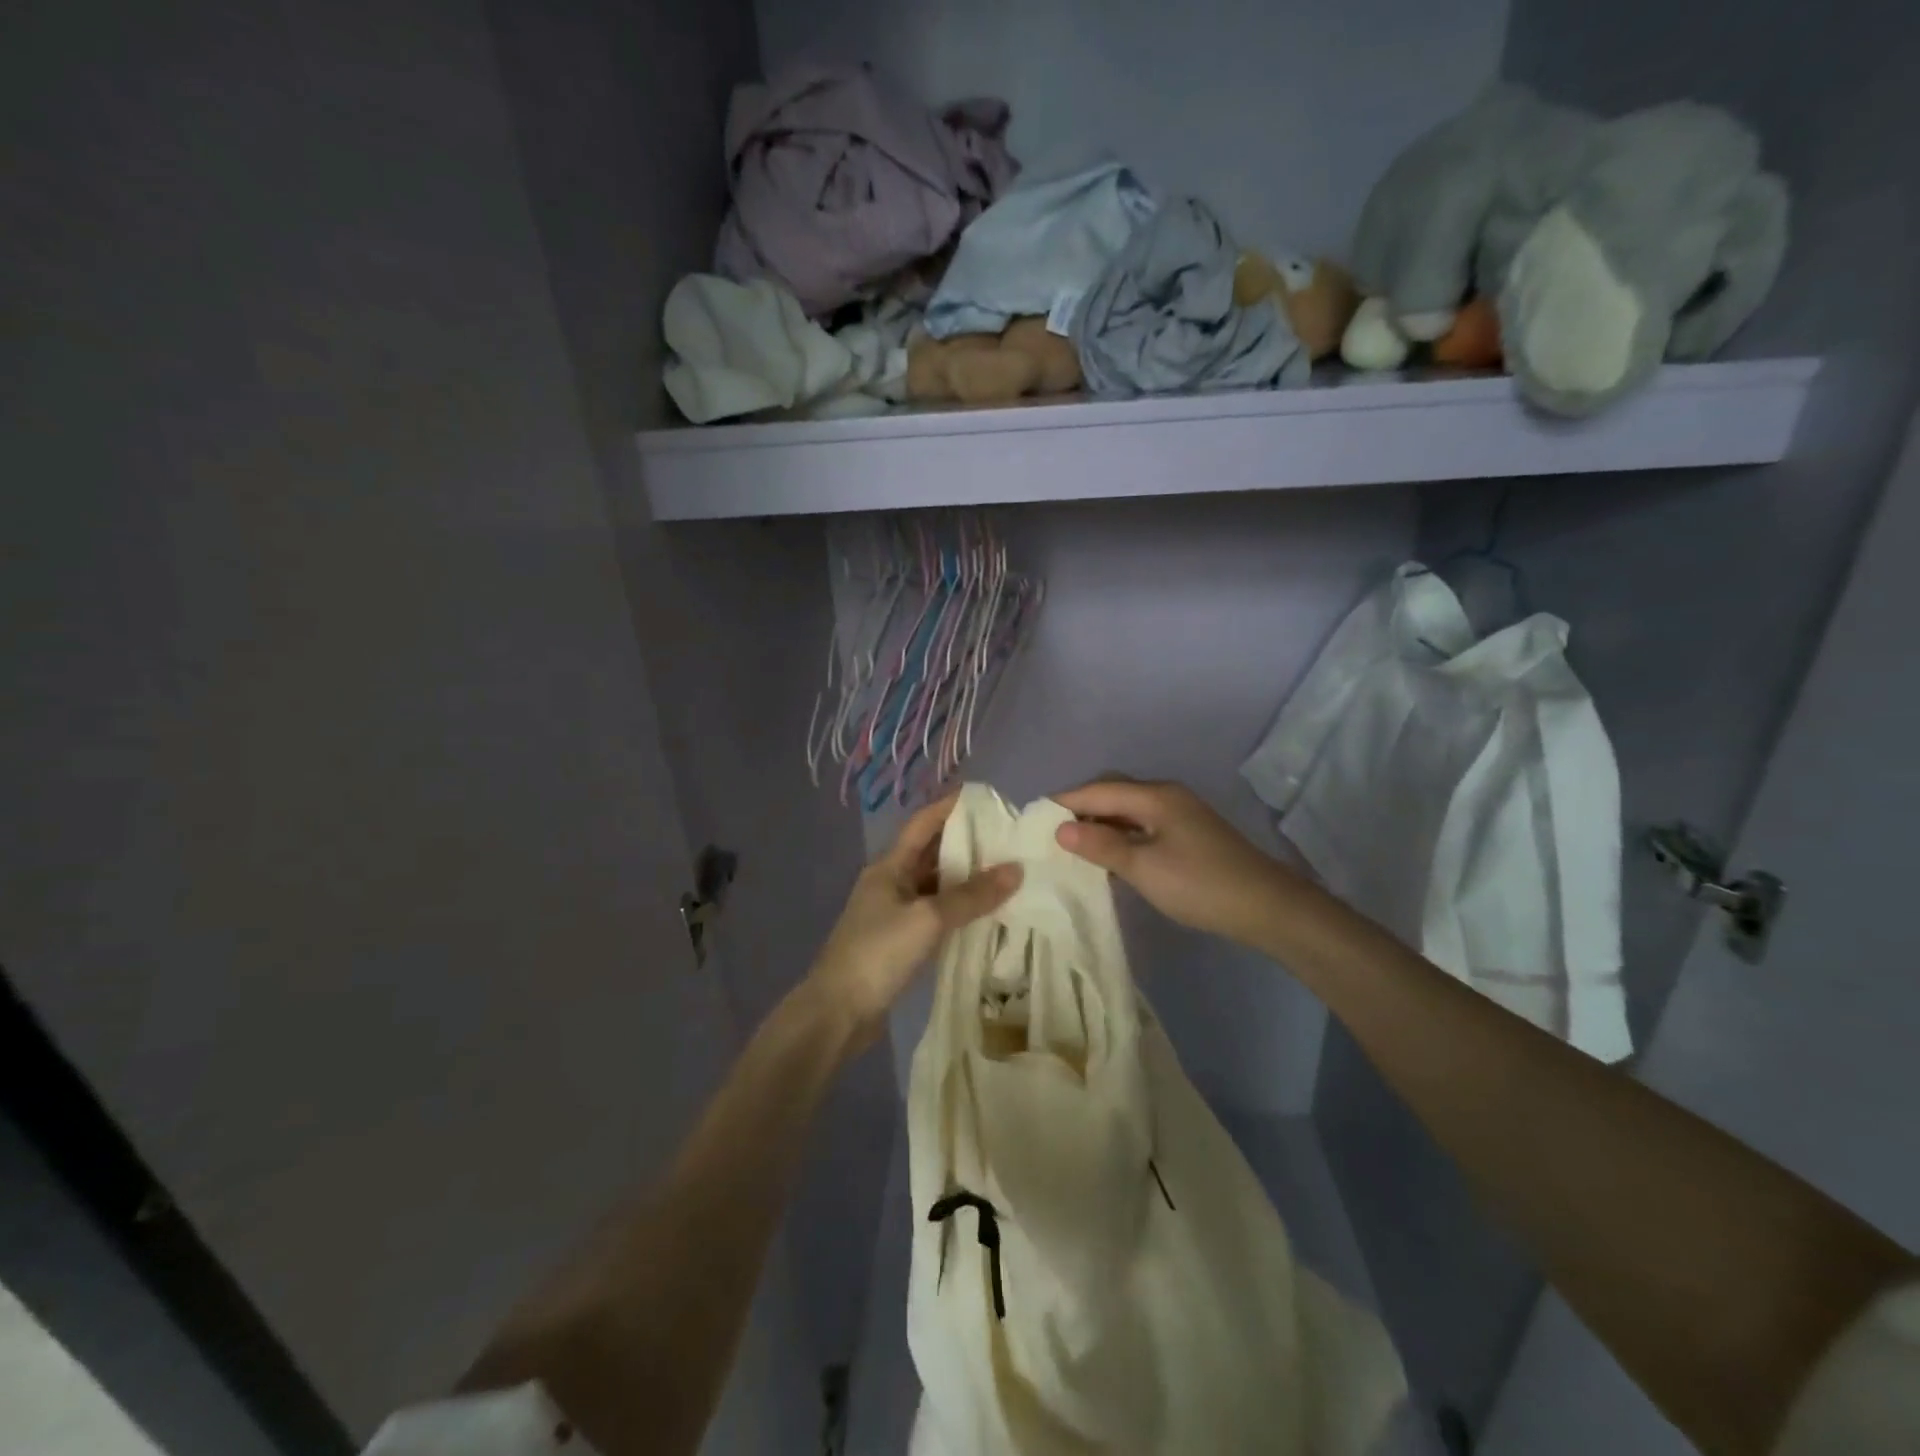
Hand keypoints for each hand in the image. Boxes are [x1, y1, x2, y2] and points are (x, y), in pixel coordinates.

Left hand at [805, 792, 1021, 1044]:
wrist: (838, 1013)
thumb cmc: (878, 953)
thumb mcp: (928, 919)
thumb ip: (971, 895)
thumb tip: (1016, 870)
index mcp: (889, 867)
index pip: (923, 823)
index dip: (951, 807)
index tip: (987, 800)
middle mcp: (891, 883)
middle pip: (931, 853)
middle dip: (967, 844)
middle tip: (1009, 840)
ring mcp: (894, 914)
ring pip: (935, 886)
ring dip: (965, 879)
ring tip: (1007, 873)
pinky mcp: (900, 942)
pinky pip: (936, 915)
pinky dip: (959, 910)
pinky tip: (987, 914)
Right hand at [1054, 778, 1289, 946]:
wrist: (1266, 907)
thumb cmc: (1199, 884)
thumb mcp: (1143, 868)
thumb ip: (1101, 845)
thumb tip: (1061, 828)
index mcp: (1156, 796)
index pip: (1099, 789)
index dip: (1065, 800)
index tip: (1034, 815)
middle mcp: (1167, 796)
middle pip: (1114, 792)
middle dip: (1082, 807)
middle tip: (1052, 831)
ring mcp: (1181, 814)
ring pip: (1129, 809)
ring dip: (1102, 822)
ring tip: (1074, 844)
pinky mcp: (1188, 834)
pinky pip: (1143, 824)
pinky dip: (1121, 834)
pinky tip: (1110, 855)